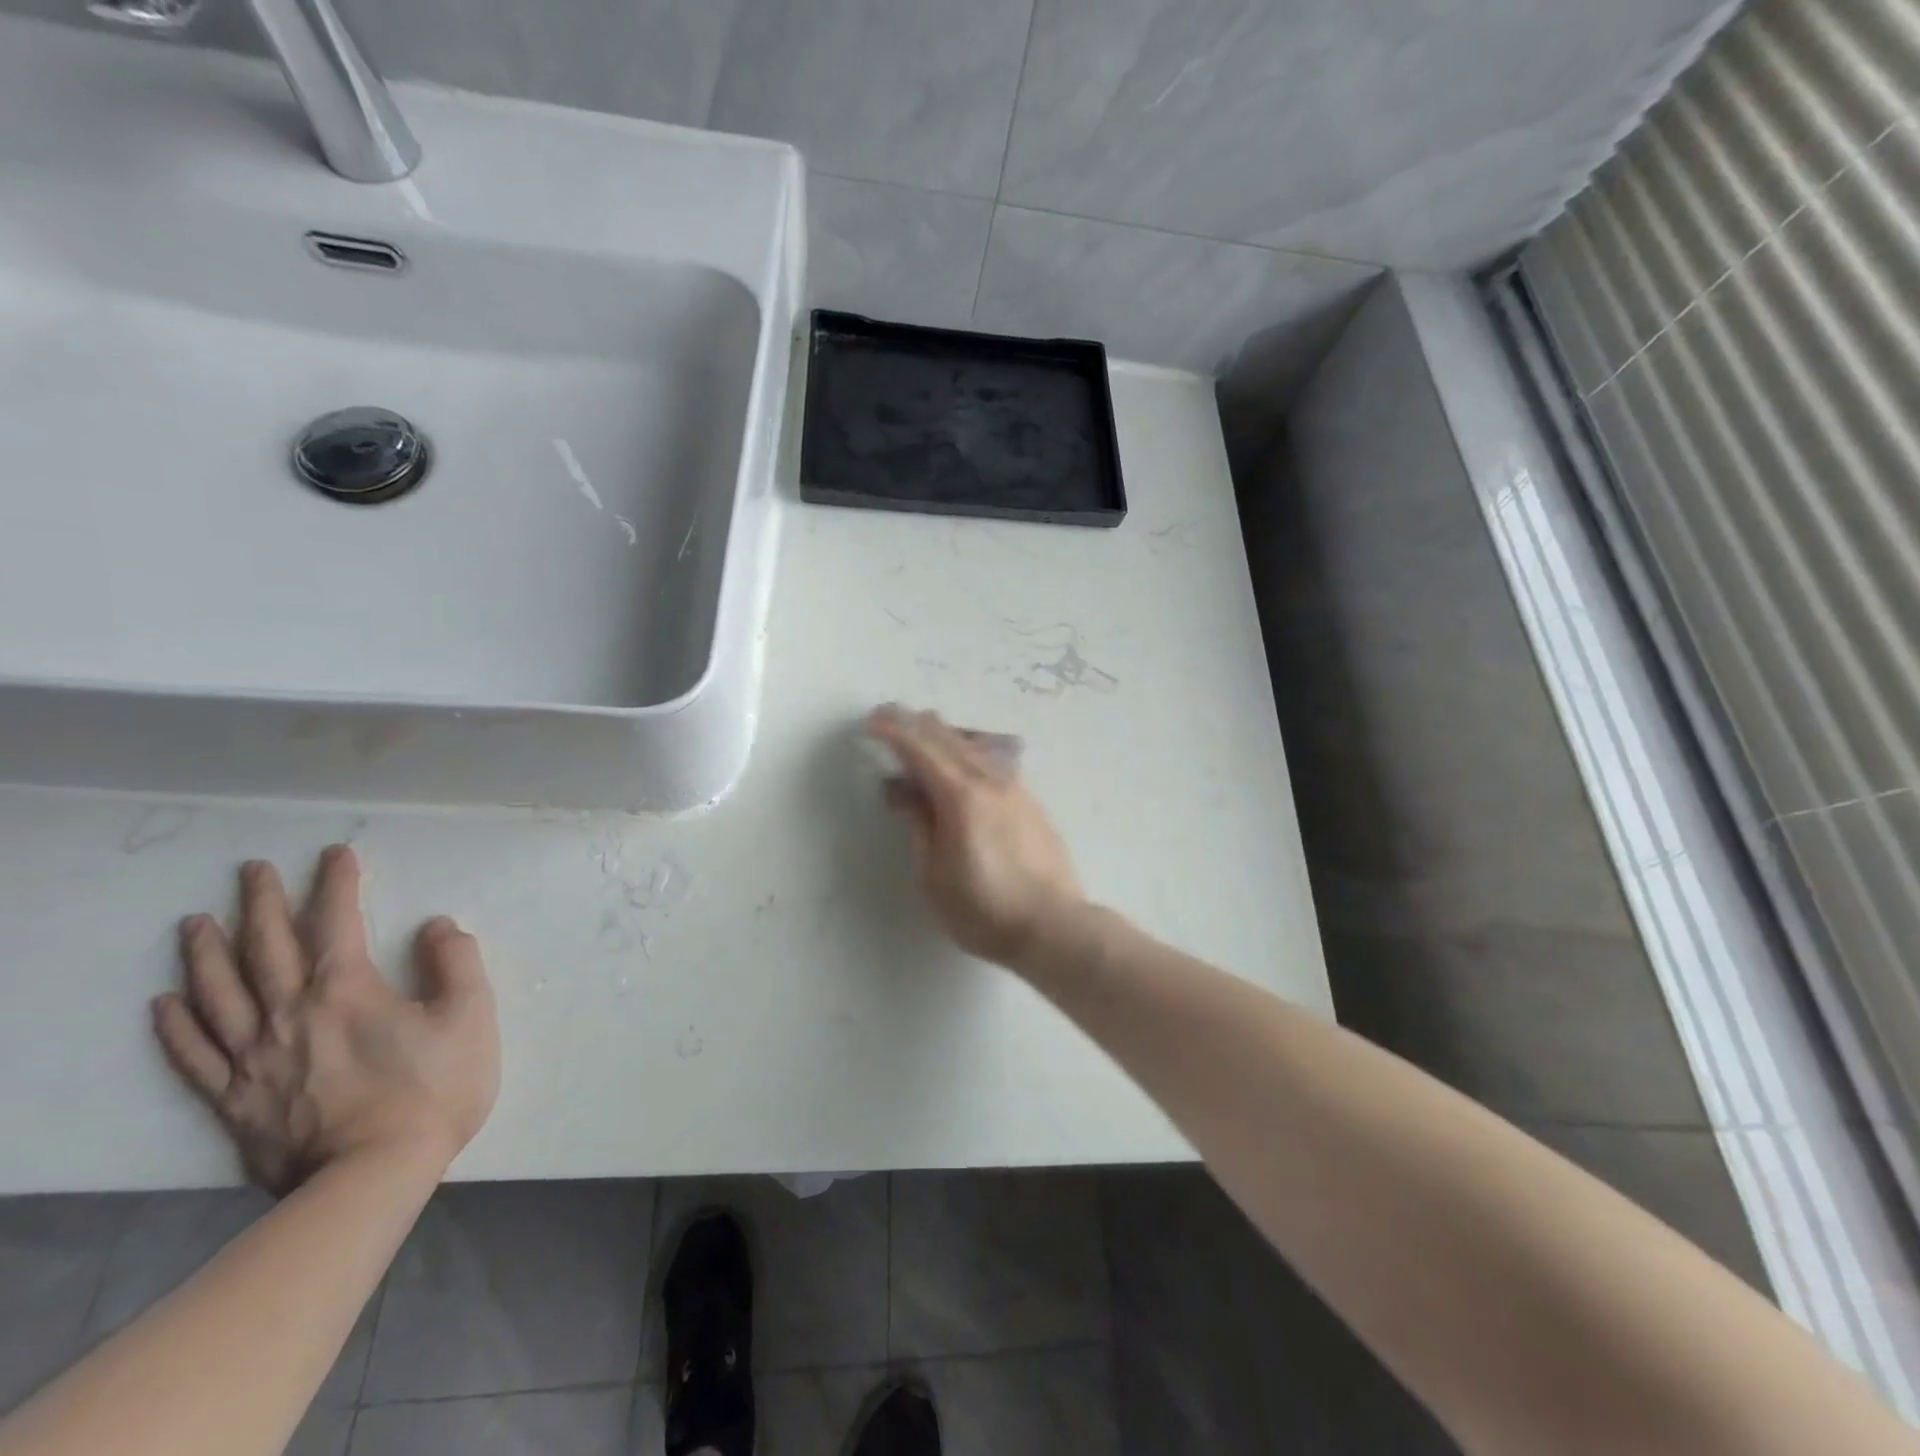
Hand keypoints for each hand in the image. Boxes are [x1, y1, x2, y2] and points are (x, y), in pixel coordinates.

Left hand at [152, 846, 499, 1194]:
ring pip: (219, 994)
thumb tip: (436, 926)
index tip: (336, 854)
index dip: (336, 883)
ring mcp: (255, 1058)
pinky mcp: (235, 1100)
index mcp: (347, 989)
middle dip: (261, 903)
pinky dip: (176, 1026)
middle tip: (252, 871)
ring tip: (195, 923)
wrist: (372, 1176)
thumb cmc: (433, 1089)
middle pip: (266, 948)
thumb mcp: (470, 1016)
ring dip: (206, 954)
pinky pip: (195, 1055)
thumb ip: (456, 962)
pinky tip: (165, 1004)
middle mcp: (290, 1013)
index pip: (336, 921)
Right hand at [868, 704, 1085, 968]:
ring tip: (926, 727)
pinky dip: (970, 748)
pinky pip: (994, 759)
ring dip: (945, 733)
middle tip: (890, 715)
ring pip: (975, 745)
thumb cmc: (983, 910)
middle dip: (916, 724)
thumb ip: (919, 826)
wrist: (1053, 925)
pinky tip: (966, 754)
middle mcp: (990, 781)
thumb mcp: (934, 875)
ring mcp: (1015, 788)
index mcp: (961, 797)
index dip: (894, 732)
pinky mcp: (1030, 800)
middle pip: (949, 739)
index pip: (921, 751)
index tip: (872, 722)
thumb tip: (904, 790)